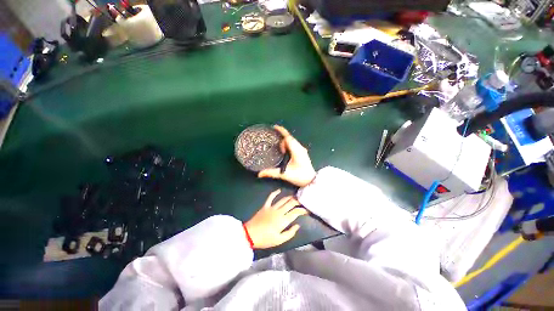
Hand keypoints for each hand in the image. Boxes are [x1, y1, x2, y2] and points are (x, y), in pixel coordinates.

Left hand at [244, 189, 307, 248]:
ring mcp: (271, 208)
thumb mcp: (279, 240)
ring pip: (283, 200)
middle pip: (291, 204)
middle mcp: (279, 211)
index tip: (306, 210)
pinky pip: (270, 197)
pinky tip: (279, 190)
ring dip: (289, 197)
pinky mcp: (265, 206)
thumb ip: (290, 233)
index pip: (296, 212)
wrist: (250, 234)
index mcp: (283, 220)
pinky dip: (275, 193)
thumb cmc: (265, 239)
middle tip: (302, 201)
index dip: (302, 210)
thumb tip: (297, 225)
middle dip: (298, 202)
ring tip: (295, 196)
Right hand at [258, 125, 316, 187]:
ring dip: (285, 142)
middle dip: (282, 138)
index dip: (281, 131)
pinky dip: (288, 144)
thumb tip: (259, 174)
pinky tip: (284, 149)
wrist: (312, 181)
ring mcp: (302, 150)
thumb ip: (272, 173)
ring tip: (279, 147)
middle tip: (275, 144)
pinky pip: (294, 144)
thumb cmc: (299, 176)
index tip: (274, 127)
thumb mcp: (285, 174)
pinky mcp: (303, 152)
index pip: (288, 138)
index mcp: (297, 151)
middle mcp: (300, 148)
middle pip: (290, 138)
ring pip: (292, 141)